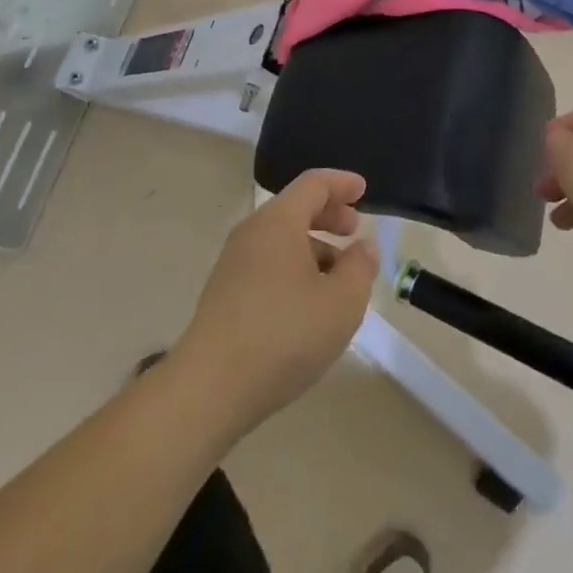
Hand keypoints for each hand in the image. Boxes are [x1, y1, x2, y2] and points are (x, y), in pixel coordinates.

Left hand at [173, 169, 378, 435]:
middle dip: (328, 215)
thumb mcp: (341, 302)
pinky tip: (309, 304)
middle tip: (354, 231)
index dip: (341, 183)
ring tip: (339, 278)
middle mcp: (252, 233)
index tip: (363, 190)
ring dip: (314, 248)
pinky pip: (267, 265)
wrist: (210, 388)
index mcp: (278, 222)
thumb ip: (360, 268)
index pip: (313, 184)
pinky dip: (294, 269)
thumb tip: (363, 247)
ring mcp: (233, 265)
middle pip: (294, 209)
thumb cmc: (284, 334)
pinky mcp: (224, 295)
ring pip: (281, 240)